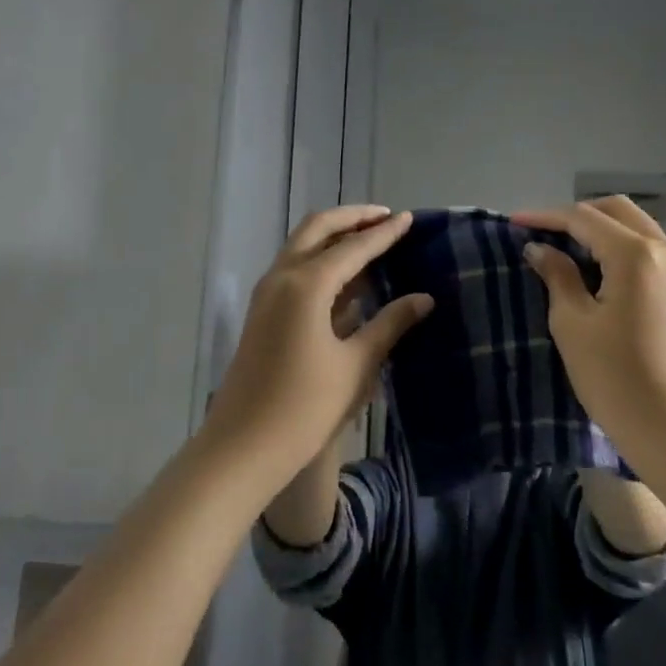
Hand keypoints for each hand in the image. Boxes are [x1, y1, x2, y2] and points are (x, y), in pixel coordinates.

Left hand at [205, 206, 432, 478]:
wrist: (242, 447)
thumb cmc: (305, 408)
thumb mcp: (356, 366)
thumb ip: (390, 325)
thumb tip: (423, 298)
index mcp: (306, 285)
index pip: (353, 247)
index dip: (384, 233)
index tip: (409, 218)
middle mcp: (282, 277)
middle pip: (318, 229)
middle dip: (352, 218)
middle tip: (386, 218)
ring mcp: (266, 294)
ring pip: (302, 246)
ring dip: (334, 236)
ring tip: (370, 240)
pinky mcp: (262, 312)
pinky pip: (294, 269)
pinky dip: (321, 260)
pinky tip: (347, 277)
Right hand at [513, 197, 665, 453]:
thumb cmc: (616, 378)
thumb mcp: (573, 324)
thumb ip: (557, 276)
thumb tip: (540, 248)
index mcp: (637, 254)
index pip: (584, 219)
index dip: (545, 217)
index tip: (513, 223)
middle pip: (616, 211)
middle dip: (576, 215)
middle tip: (540, 232)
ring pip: (636, 227)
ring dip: (599, 230)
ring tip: (562, 247)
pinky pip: (648, 250)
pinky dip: (618, 247)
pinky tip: (594, 268)